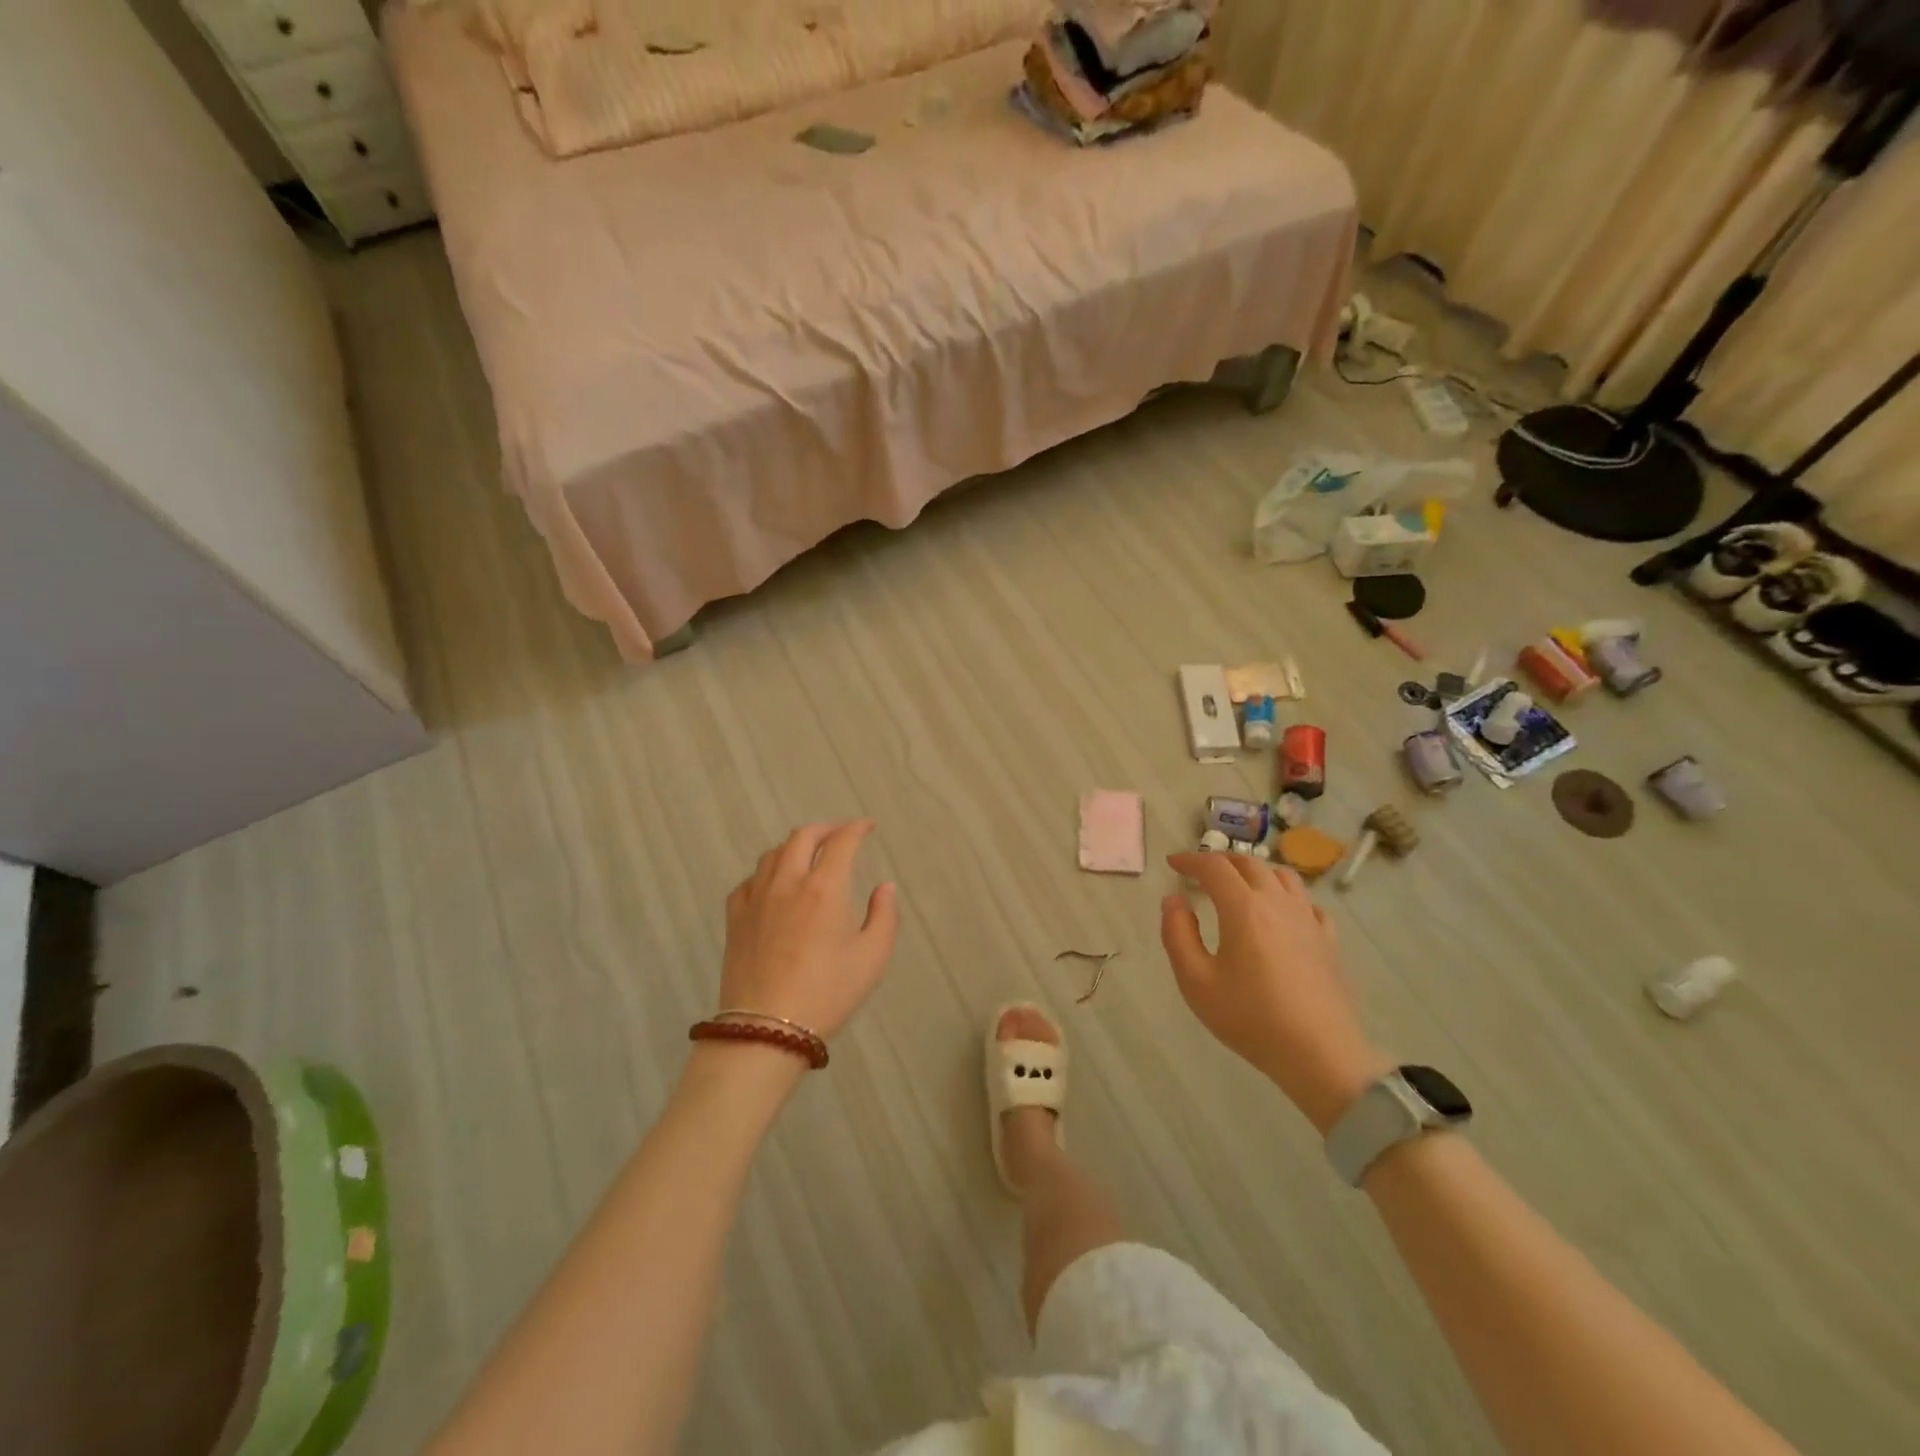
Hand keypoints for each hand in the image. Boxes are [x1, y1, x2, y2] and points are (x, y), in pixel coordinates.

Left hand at [718, 821, 898, 1043]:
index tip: (868, 827)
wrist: (767, 1029)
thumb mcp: (872, 958)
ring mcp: (757, 897)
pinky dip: (768, 872)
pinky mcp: (735, 917)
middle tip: (840, 835)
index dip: (857, 828)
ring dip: (795, 846)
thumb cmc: (828, 993)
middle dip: (825, 829)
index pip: (841, 841)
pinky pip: (750, 879)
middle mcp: (788, 882)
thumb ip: (884, 916)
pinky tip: (774, 885)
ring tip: (808, 855)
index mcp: (825, 888)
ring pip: (773, 853)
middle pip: (803, 836)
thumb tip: (885, 887)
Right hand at [1161, 853, 1390, 1133]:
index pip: (1214, 867)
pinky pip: (1307, 903)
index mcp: (1243, 908)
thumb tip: (1174, 900)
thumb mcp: (1196, 981)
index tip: (1173, 863)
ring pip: (1282, 876)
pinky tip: (1280, 914)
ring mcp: (1308, 919)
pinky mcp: (1328, 940)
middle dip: (1221, 861)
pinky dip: (1286, 896)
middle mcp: (1278, 903)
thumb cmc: (1251, 1018)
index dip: (1190, 859)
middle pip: (1250, 863)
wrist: (1320, 1054)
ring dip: (1255, 871)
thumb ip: (1178, 934)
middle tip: (1200, 872)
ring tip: (1239, 885)